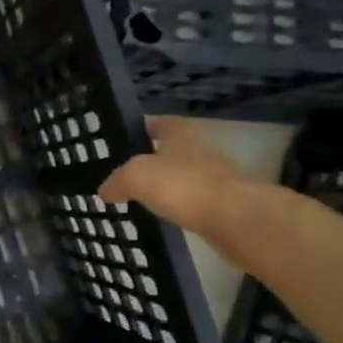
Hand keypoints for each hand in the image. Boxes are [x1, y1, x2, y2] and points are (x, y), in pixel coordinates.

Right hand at [98, 117, 271, 258]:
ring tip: (142, 199)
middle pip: (171, 150)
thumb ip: (117, 180)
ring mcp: (217, 177)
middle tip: (126, 175)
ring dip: (167, 186)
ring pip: (183, 177)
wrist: (237, 219)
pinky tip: (165, 218)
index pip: (157, 123)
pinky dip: (180, 208)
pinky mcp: (225, 204)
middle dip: (151, 161)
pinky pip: (194, 202)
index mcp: (180, 134)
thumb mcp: (136, 176)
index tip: (122, 141)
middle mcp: (200, 149)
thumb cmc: (183, 185)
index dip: (140, 128)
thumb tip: (106, 190)